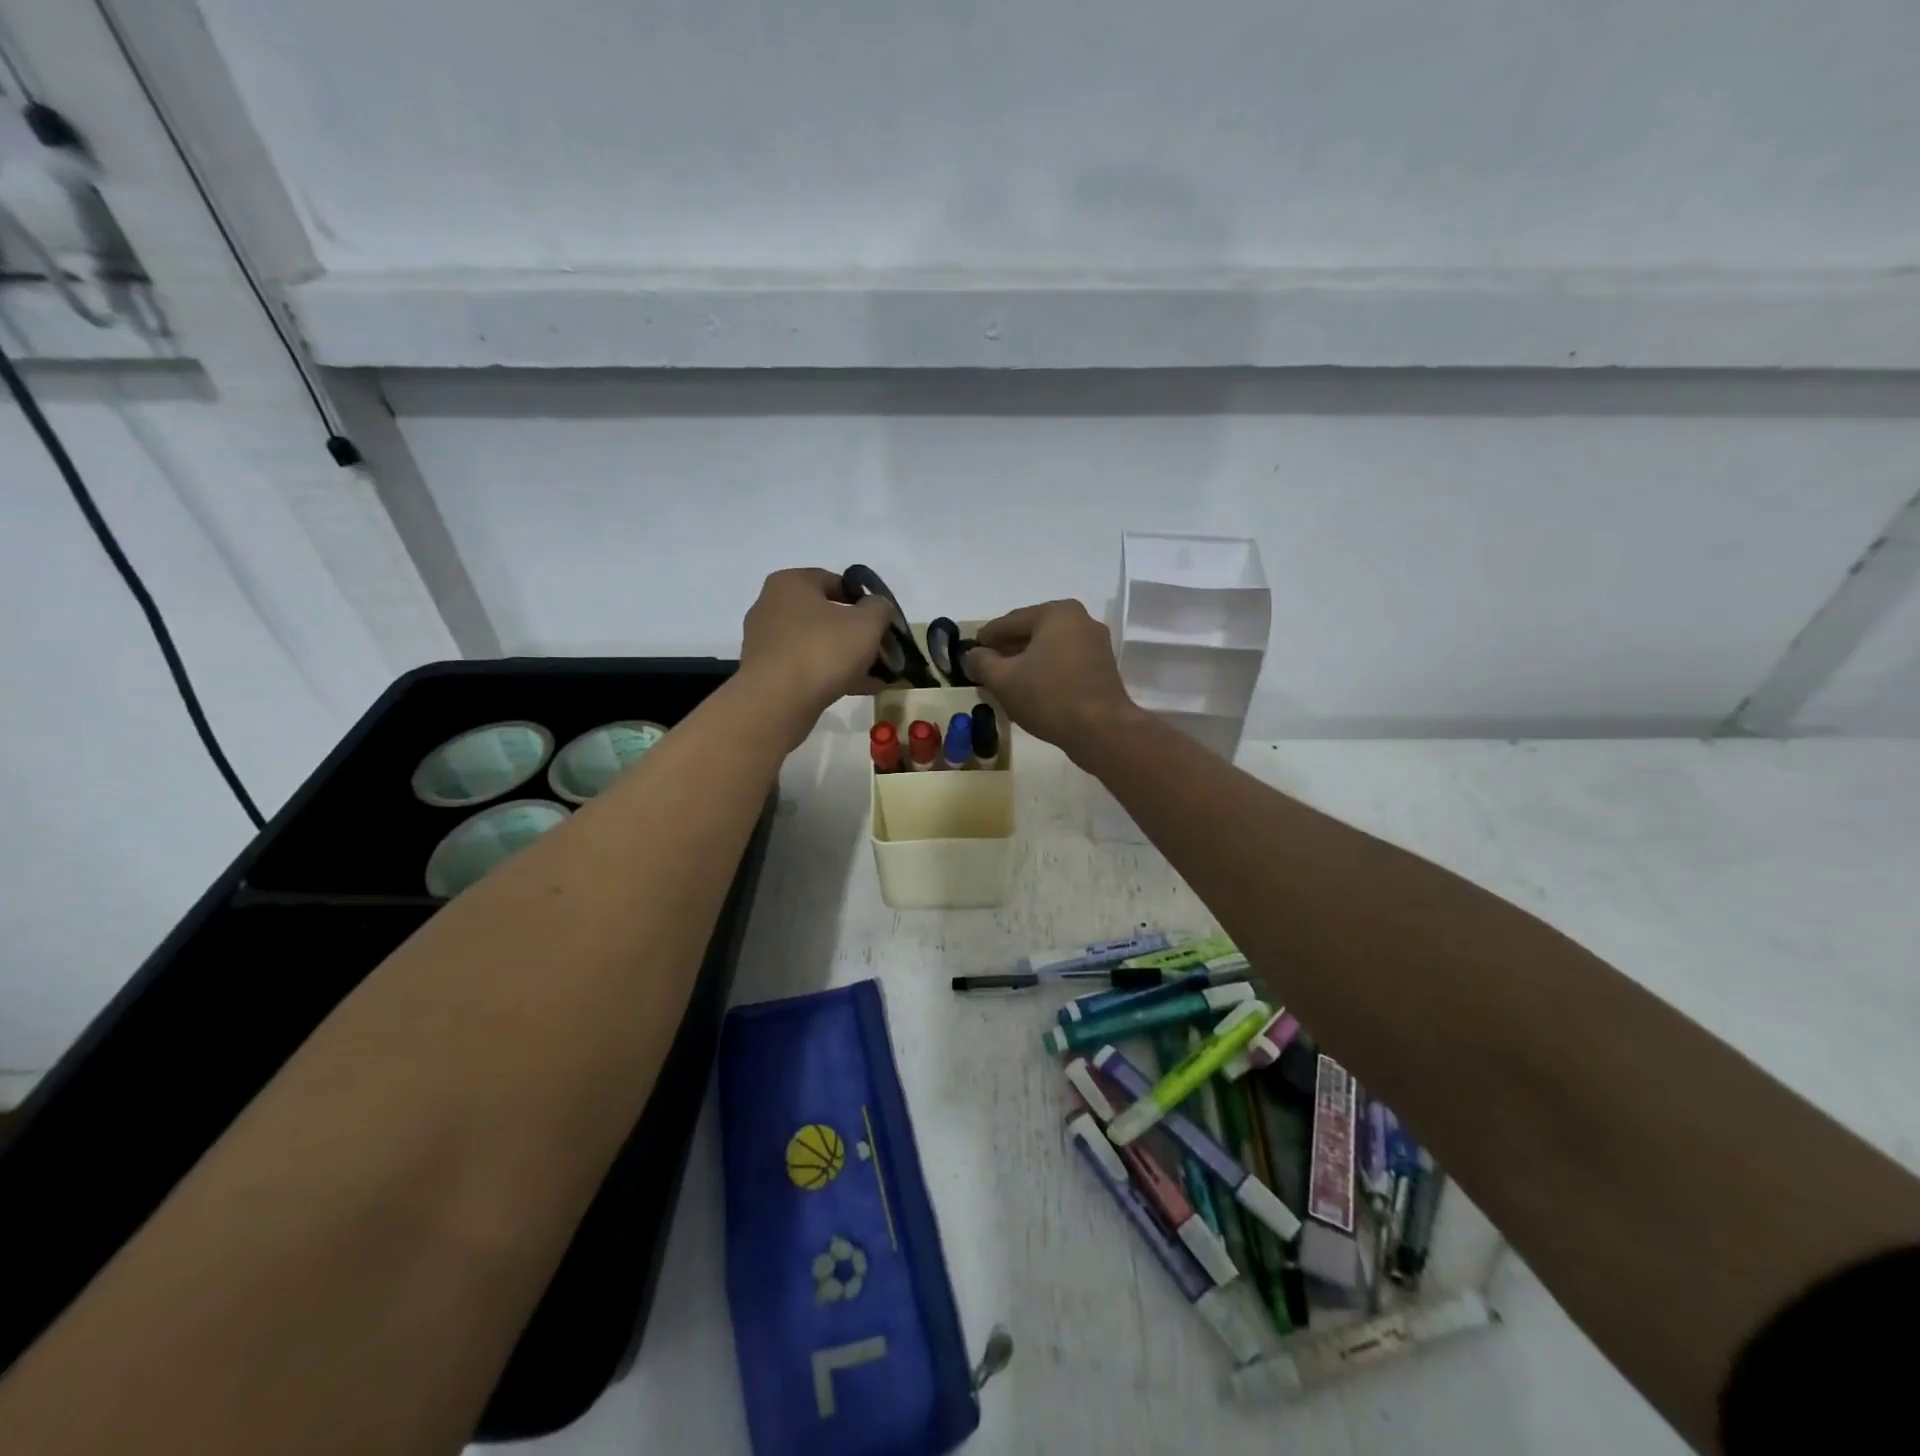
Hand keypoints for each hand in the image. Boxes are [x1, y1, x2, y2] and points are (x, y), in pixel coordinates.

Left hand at [738, 568, 893, 749]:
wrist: (778, 701)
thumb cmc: (823, 650)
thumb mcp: (867, 623)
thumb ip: (879, 608)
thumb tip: (877, 606)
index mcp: (791, 583)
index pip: (834, 581)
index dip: (863, 600)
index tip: (881, 620)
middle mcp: (772, 606)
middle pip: (826, 615)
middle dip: (856, 634)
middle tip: (881, 650)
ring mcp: (766, 641)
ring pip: (817, 644)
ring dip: (847, 657)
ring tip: (876, 675)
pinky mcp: (766, 672)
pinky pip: (806, 667)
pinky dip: (832, 675)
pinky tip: (860, 689)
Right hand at [963, 599, 1140, 759]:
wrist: (1101, 730)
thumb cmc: (1049, 697)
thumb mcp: (1003, 680)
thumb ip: (982, 662)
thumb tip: (972, 655)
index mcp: (1056, 613)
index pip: (1010, 621)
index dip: (986, 637)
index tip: (970, 651)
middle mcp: (1080, 619)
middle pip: (1032, 632)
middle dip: (1008, 649)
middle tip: (985, 666)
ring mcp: (1095, 643)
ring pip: (1049, 648)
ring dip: (1026, 661)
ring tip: (1006, 680)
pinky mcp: (1102, 667)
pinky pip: (1065, 661)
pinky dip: (1046, 670)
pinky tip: (1032, 688)